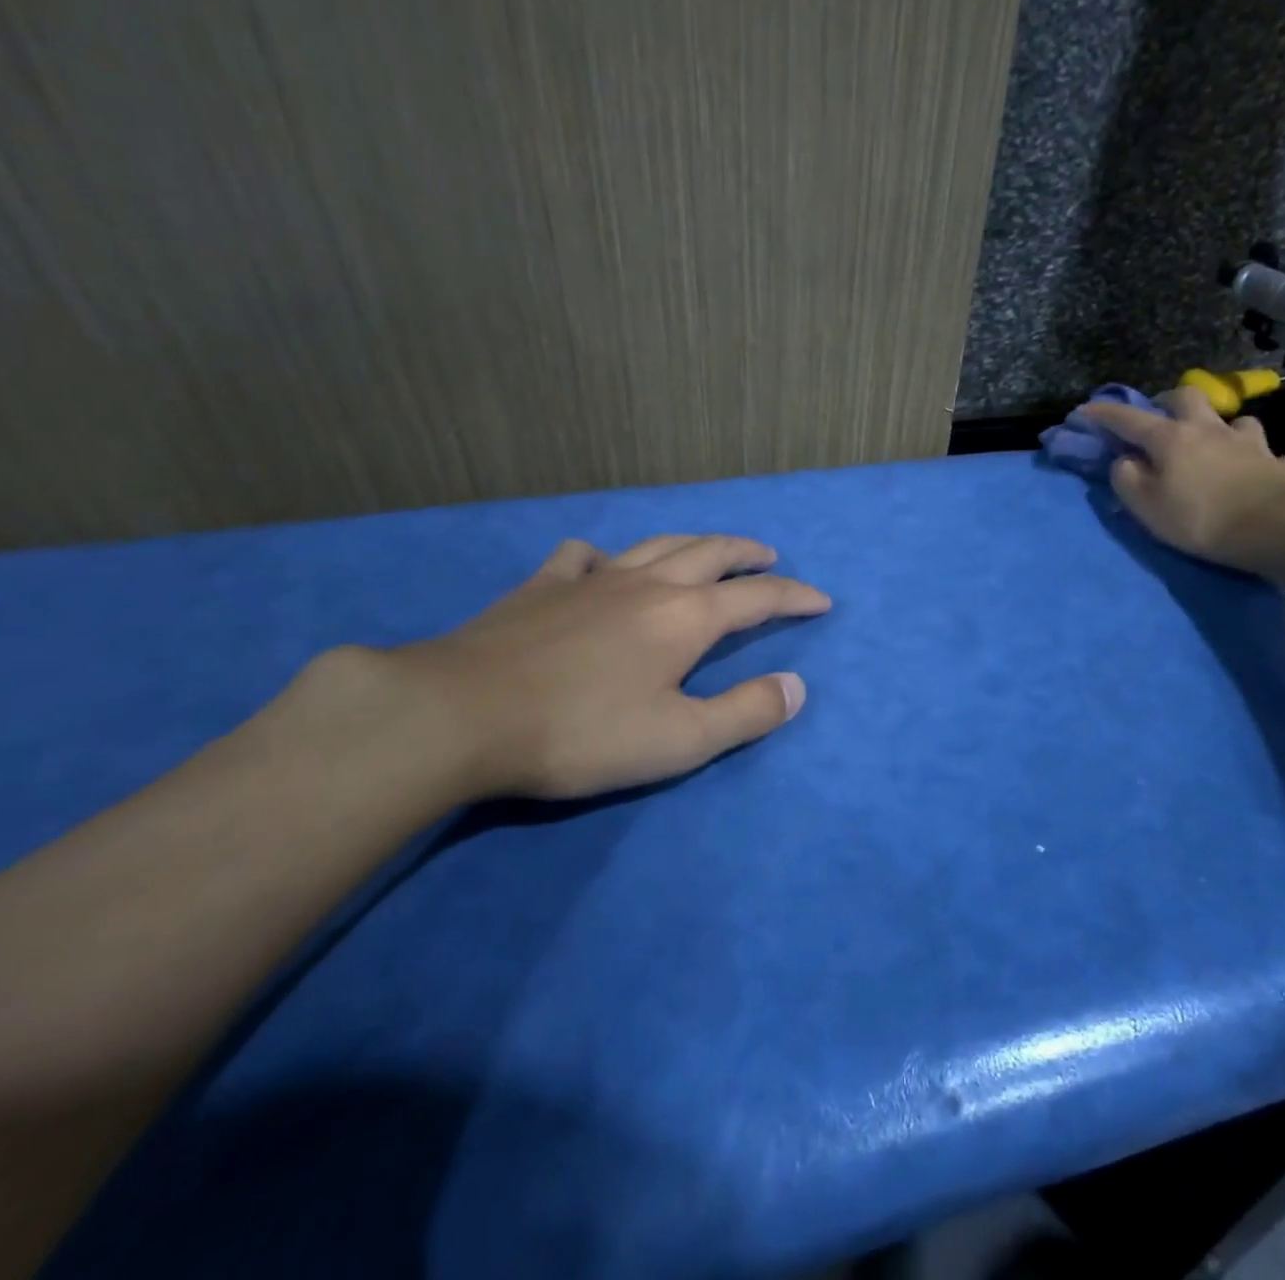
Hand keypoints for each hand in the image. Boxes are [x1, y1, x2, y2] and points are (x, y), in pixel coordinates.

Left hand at [386, 534, 829, 800]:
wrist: (462, 714)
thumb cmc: (582, 732)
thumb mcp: (680, 740)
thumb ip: (745, 712)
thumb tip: (796, 687)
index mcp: (686, 618)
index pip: (758, 598)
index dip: (795, 597)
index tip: (821, 600)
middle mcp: (647, 584)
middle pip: (711, 554)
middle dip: (748, 555)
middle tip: (770, 557)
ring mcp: (591, 579)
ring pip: (657, 545)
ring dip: (694, 543)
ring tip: (710, 549)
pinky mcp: (542, 587)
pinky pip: (582, 557)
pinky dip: (604, 556)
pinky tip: (601, 565)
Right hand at [1082, 388, 1284, 572]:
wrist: (1276, 528)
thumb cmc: (1199, 518)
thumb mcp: (1146, 506)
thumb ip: (1127, 479)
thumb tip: (1125, 461)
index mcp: (1170, 438)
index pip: (1129, 419)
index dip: (1104, 413)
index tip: (1086, 409)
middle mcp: (1209, 430)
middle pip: (1187, 397)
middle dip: (1168, 402)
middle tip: (1161, 420)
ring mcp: (1249, 443)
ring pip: (1234, 421)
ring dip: (1221, 429)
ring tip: (1216, 446)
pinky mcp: (1278, 463)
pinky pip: (1268, 454)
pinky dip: (1257, 459)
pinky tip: (1256, 472)